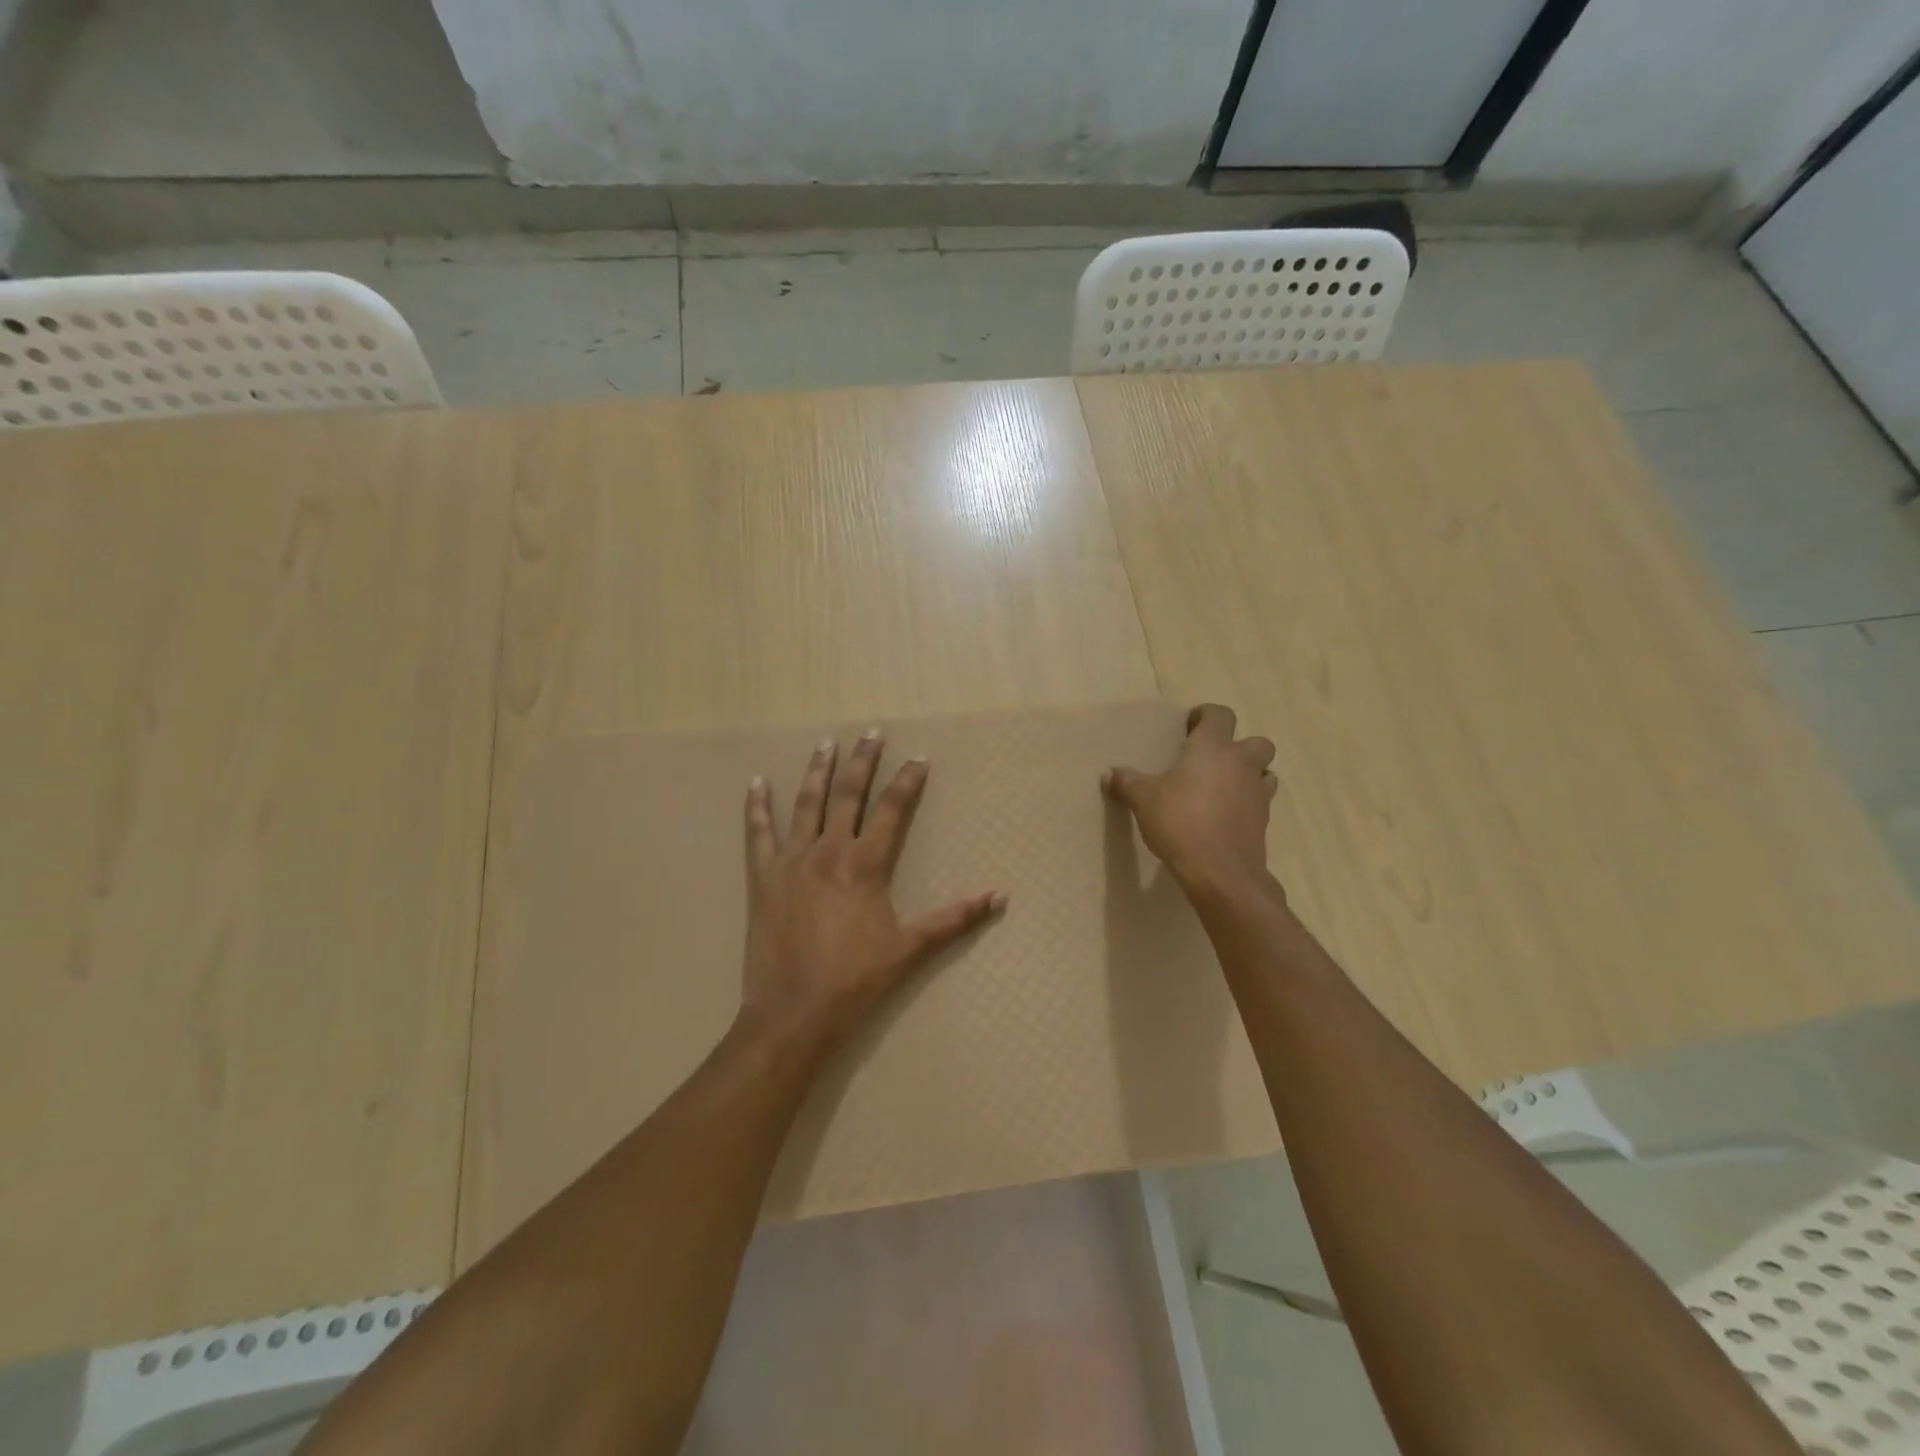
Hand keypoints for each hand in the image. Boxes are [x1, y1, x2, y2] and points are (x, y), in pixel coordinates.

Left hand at [739, 729, 1005, 1047]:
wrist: (794, 1011)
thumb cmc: (856, 980)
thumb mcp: (910, 948)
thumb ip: (955, 918)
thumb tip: (1000, 896)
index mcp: (865, 864)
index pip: (892, 810)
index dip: (907, 781)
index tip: (919, 757)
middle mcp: (828, 851)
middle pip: (848, 794)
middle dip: (863, 762)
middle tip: (871, 733)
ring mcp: (792, 860)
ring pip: (806, 803)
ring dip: (817, 771)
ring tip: (826, 743)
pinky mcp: (763, 877)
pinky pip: (758, 833)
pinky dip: (757, 807)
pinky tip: (756, 783)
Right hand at [1103, 704, 1277, 896]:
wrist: (1220, 871)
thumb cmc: (1180, 823)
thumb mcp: (1143, 800)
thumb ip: (1127, 782)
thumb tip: (1109, 773)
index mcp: (1212, 747)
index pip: (1219, 714)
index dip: (1206, 715)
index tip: (1189, 727)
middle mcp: (1241, 762)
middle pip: (1257, 741)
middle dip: (1238, 746)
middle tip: (1211, 760)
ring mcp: (1258, 791)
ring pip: (1266, 770)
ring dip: (1250, 773)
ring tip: (1224, 787)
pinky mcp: (1265, 819)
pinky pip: (1262, 800)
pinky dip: (1249, 801)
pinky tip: (1228, 814)